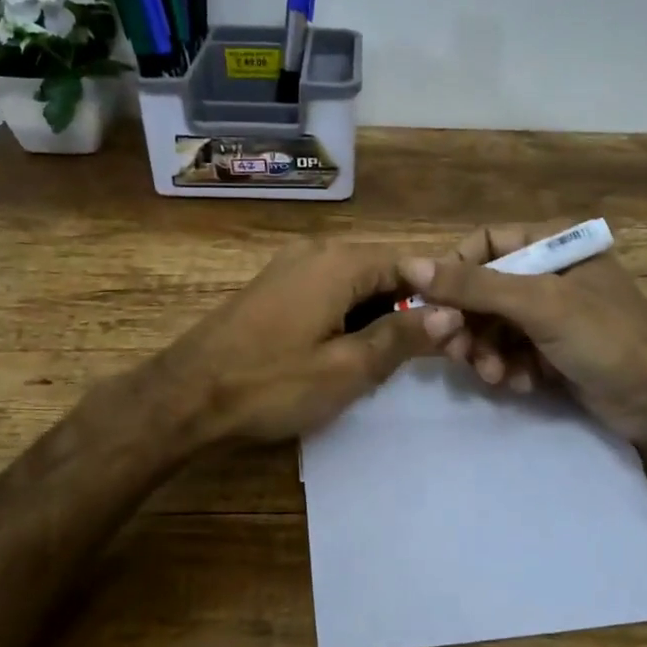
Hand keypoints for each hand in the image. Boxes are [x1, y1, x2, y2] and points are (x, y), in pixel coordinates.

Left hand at [169, 237, 456, 442]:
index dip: (440, 296)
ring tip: (391, 360)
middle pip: (383, 272)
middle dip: (409, 309)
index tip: (460, 332)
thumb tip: (450, 314)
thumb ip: (402, 337)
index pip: (412, 264)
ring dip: (379, 316)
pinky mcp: (274, 288)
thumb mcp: (347, 368)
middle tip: (430, 355)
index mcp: (340, 262)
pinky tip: (349, 352)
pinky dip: (349, 317)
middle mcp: (317, 251)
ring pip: (356, 285)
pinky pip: (329, 293)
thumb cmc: (272, 383)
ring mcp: (291, 267)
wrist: (186, 395)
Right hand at [399, 222, 646, 447]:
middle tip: (450, 346)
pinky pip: (508, 352)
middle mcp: (547, 274)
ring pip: (489, 325)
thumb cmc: (607, 338)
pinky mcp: (550, 352)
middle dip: (464, 320)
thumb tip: (408, 264)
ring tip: (491, 373)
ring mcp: (549, 316)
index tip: (430, 302)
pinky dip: (505, 368)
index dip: (452, 270)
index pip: (483, 244)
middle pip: (480, 289)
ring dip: (482, 349)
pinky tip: (517, 384)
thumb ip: (473, 285)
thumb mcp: (539, 305)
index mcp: (551, 245)